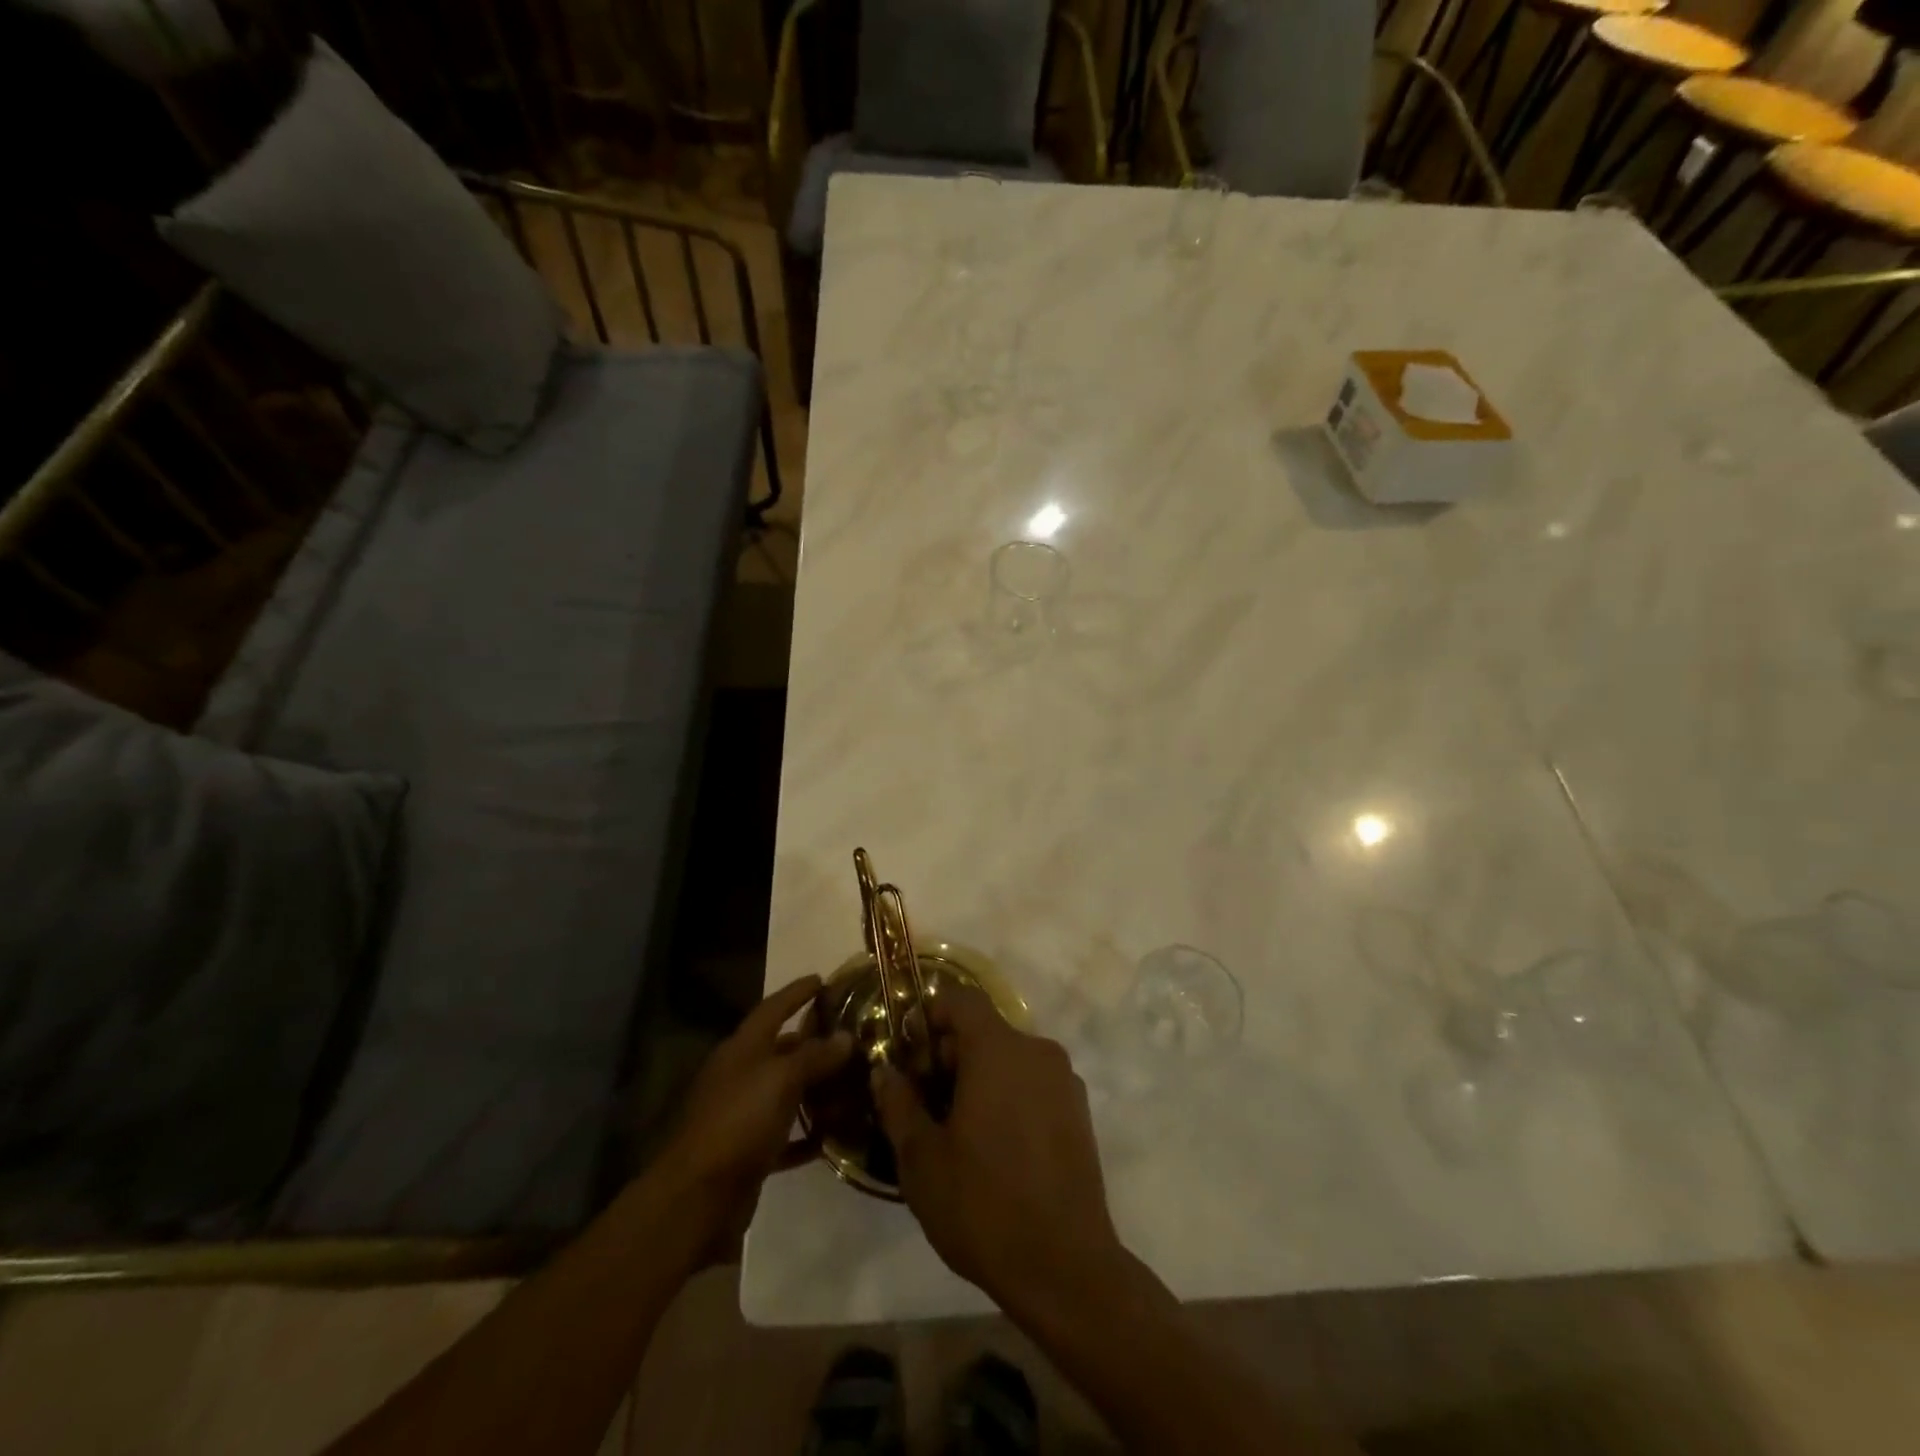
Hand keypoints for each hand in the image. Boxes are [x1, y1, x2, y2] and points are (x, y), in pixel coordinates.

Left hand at [654, 976, 851, 1263]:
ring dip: (815, 1087)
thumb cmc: (739, 1122)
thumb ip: (815, 1056)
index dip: (796, 992)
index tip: (822, 979)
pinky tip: (834, 1132)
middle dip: (813, 1041)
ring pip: (785, 1092)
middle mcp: (740, 1076)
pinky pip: (786, 1134)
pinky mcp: (749, 1153)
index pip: (773, 1008)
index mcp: (742, 1049)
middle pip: (781, 1049)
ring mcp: (742, 1115)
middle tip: (851, 1034)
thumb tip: (846, 1036)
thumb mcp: (782, 1079)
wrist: (697, 1198)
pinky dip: (808, 1133)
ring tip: (852, 1079)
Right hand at [871, 986, 1124, 1313]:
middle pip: (984, 1031)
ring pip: (1009, 1059)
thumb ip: (898, 1104)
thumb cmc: (983, 1205)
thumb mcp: (921, 1159)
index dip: (929, 1015)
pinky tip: (992, 1147)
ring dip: (977, 1078)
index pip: (961, 1000)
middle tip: (921, 1101)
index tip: (907, 1051)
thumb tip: (885, 1071)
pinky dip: (1007, 1096)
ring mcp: (1064, 1082)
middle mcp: (1037, 1051)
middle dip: (948, 1055)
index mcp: (999, 1050)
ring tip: (953, 1129)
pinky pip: (1033, 1084)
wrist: (1065, 1267)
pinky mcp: (1079, 1113)